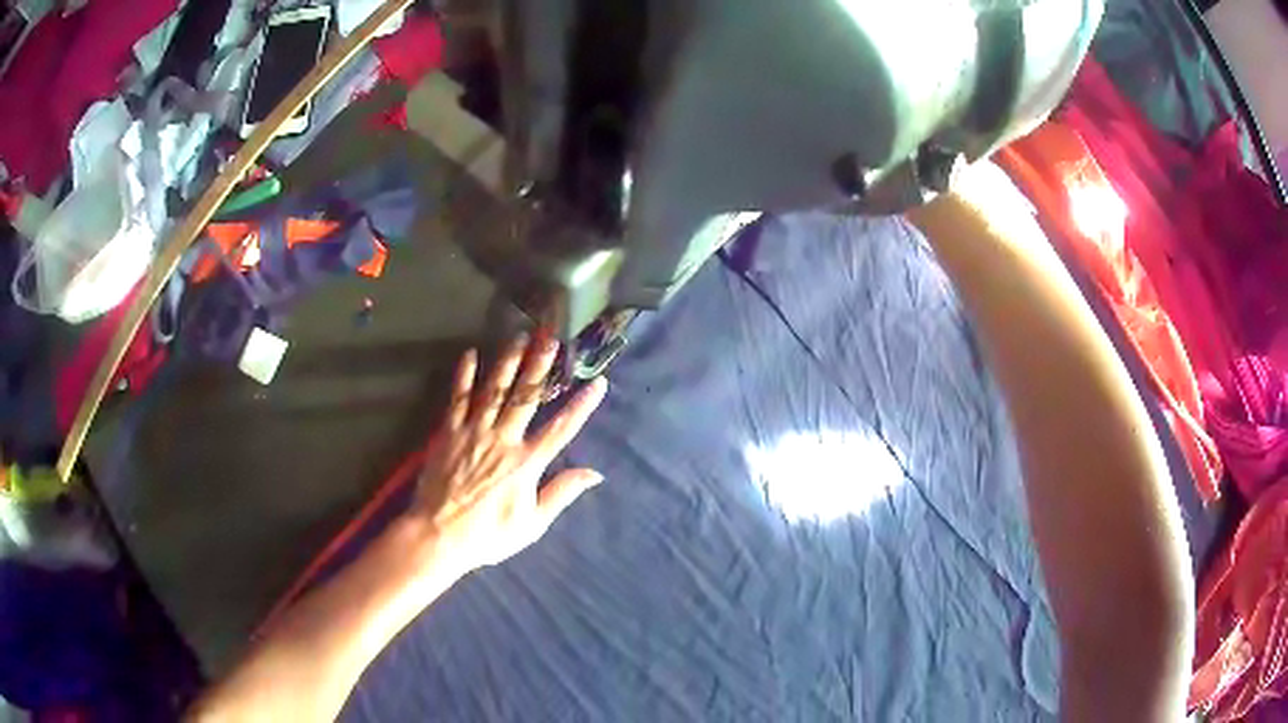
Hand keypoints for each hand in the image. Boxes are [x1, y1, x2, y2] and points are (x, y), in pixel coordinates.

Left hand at [412, 333, 607, 571]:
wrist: (438, 535)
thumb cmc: (488, 535)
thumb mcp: (532, 524)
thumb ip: (560, 493)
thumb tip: (594, 473)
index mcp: (526, 463)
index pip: (561, 429)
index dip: (582, 405)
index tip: (598, 382)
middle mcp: (503, 439)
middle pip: (526, 397)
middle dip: (540, 366)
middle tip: (551, 339)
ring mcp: (473, 432)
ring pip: (494, 390)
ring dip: (508, 361)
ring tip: (519, 336)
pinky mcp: (448, 432)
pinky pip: (458, 399)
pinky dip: (464, 376)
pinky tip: (469, 355)